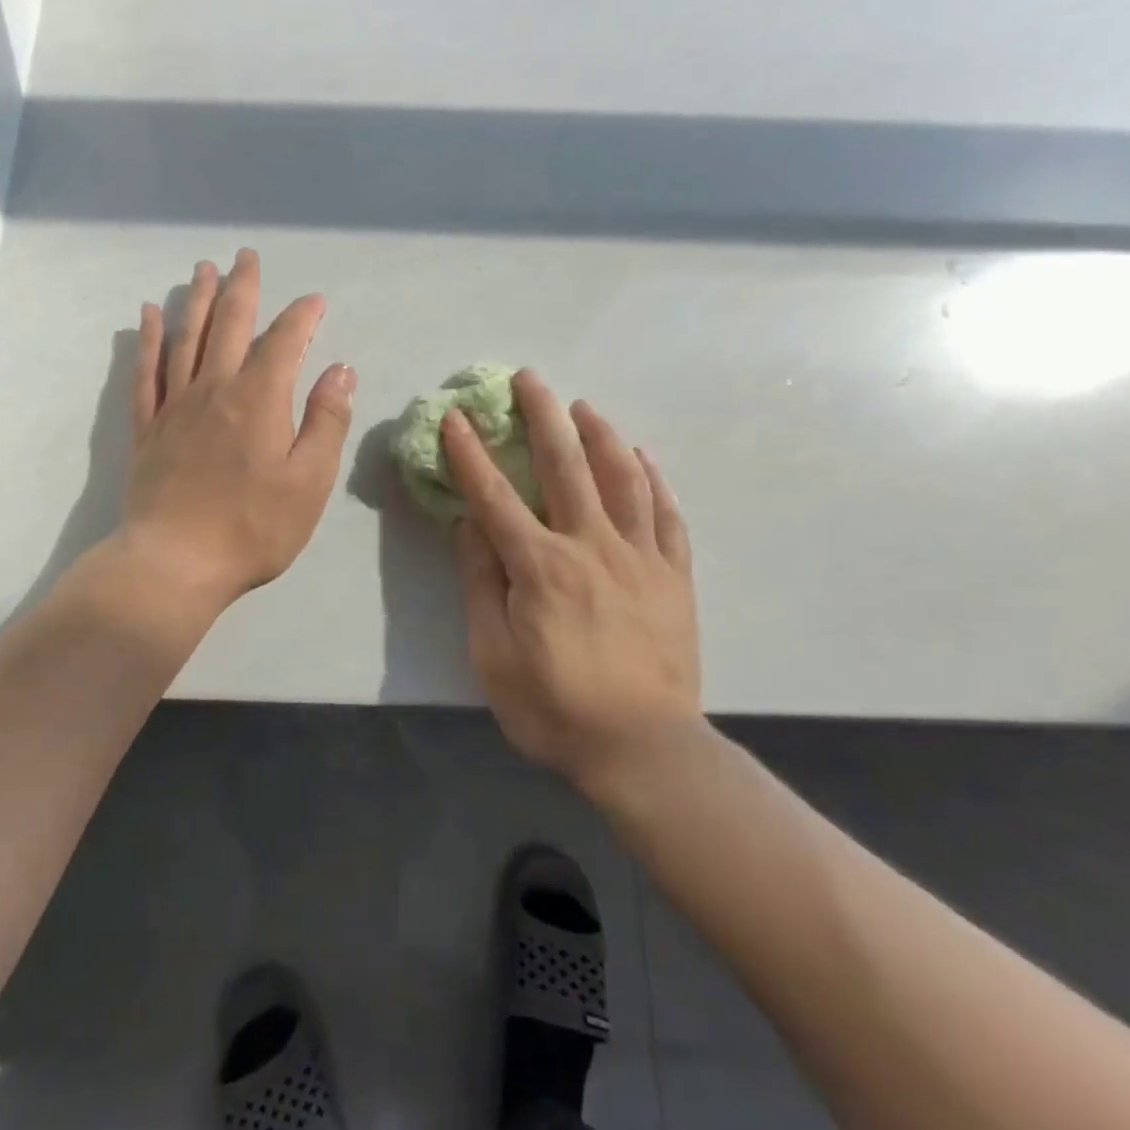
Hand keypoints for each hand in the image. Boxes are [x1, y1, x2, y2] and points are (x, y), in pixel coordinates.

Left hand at [121, 249, 355, 613]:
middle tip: (246, 255)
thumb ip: (326, 421)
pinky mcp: (148, 427)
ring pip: (186, 336)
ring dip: (197, 299)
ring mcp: (176, 405)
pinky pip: (146, 370)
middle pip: (229, 324)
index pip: (284, 341)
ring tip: (203, 269)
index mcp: (259, 399)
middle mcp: (215, 388)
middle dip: (242, 287)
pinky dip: (149, 338)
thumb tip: (341, 370)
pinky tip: (149, 315)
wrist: (174, 563)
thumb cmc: (253, 527)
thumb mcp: (309, 481)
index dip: (302, 316)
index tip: (315, 301)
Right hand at [443, 370, 699, 797]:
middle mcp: (591, 545)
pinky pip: (667, 516)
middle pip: (565, 465)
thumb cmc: (554, 707)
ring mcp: (640, 557)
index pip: (495, 495)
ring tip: (584, 406)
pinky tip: (642, 458)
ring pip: (622, 478)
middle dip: (542, 416)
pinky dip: (653, 481)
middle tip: (529, 378)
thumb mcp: (492, 653)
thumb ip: (481, 581)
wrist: (644, 751)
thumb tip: (469, 523)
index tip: (456, 416)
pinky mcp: (674, 576)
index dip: (471, 452)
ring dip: (601, 434)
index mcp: (540, 565)